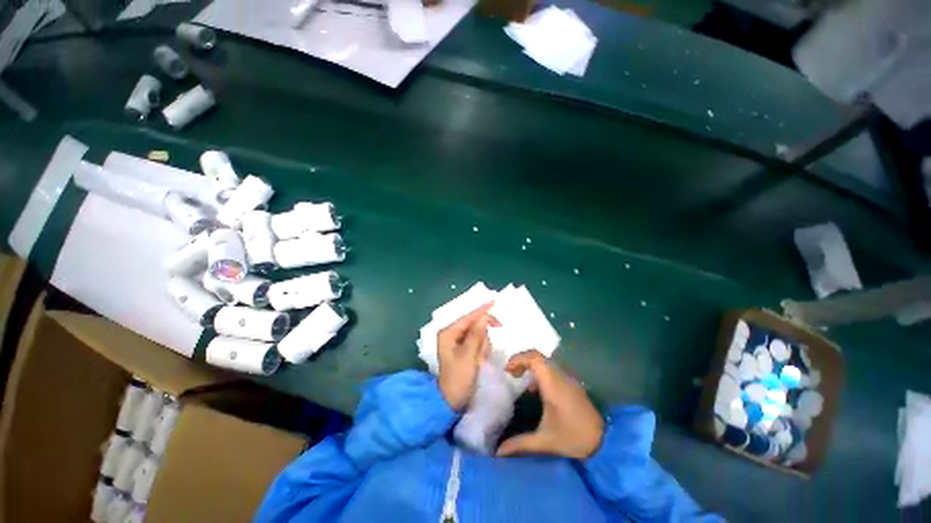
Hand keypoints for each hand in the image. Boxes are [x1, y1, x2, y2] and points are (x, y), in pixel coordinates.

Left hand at [437, 303, 497, 410]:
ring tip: (479, 359)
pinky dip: (481, 349)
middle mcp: (451, 334)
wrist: (451, 401)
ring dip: (482, 344)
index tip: (495, 302)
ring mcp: (456, 341)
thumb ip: (477, 335)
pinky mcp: (462, 349)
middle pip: (473, 324)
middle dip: (482, 336)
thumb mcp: (468, 356)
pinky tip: (478, 360)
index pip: (468, 317)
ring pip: (477, 333)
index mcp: (448, 333)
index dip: (482, 310)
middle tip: (483, 351)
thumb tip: (484, 317)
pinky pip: (476, 342)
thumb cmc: (458, 379)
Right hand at [497, 350, 603, 458]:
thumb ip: (521, 444)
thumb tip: (498, 451)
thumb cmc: (573, 438)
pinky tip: (535, 390)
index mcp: (553, 385)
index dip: (519, 359)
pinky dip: (539, 371)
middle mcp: (561, 376)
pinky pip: (551, 368)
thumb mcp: (545, 442)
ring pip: (545, 361)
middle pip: (538, 356)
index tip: (507, 370)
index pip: (535, 358)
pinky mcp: (572, 383)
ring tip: (519, 378)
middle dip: (521, 360)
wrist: (605, 442)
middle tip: (511, 374)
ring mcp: (568, 378)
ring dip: (530, 365)